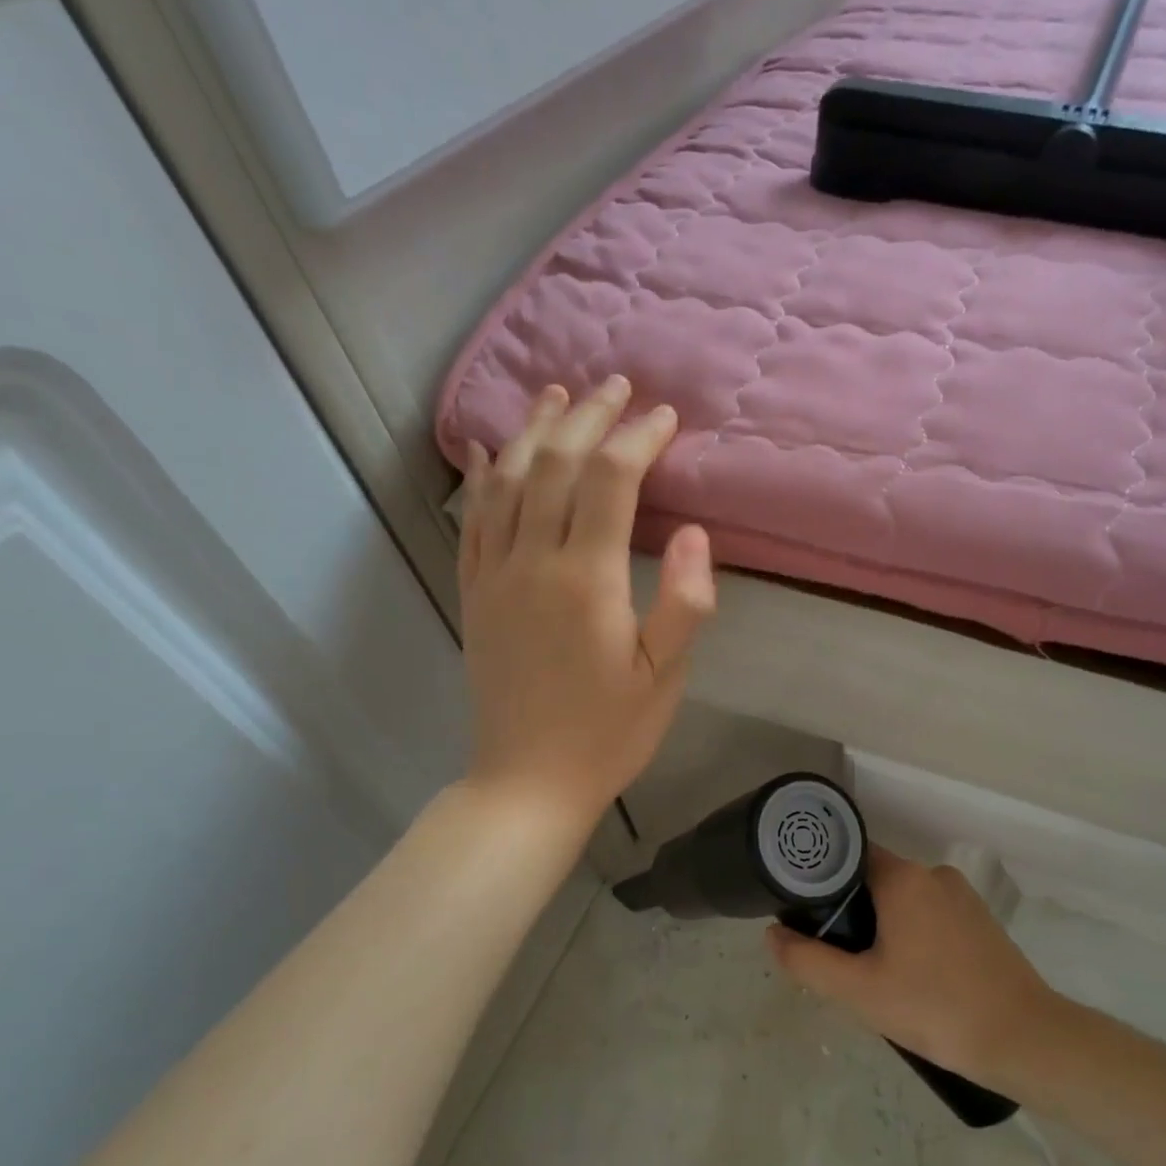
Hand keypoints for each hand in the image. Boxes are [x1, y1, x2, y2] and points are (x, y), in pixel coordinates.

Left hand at [459, 376, 715, 828]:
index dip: (638, 438)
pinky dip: (484, 478)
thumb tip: (692, 531)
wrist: (527, 780)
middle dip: (589, 417)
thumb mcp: (665, 677)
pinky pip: (473, 520)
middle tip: (615, 385)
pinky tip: (493, 453)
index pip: (611, 481)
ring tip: (556, 395)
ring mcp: (494, 575)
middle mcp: (533, 562)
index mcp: (587, 579)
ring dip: (535, 431)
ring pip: (510, 481)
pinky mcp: (474, 594)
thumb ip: (686, 602)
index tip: (664, 417)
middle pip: (558, 464)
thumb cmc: (608, 733)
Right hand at [766, 846, 1056, 1084]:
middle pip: (875, 879)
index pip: (848, 857)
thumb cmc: (936, 1008)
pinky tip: (913, 977)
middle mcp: (933, 874)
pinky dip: (913, 934)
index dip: (822, 880)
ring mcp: (962, 896)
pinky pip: (931, 914)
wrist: (1025, 1040)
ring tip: (874, 972)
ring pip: (904, 900)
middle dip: (852, 912)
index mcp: (904, 878)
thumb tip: (772, 934)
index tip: (806, 912)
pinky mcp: (981, 920)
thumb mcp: (860, 992)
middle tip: (838, 955)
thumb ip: (808, 961)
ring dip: (884, 926)